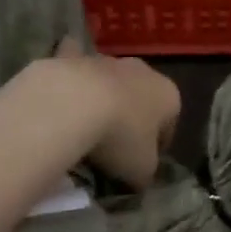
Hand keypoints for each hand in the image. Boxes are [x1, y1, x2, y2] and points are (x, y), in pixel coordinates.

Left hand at [53, 38, 178, 189]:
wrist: (73, 102)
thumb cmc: (120, 137)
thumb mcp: (142, 170)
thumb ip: (146, 172)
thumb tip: (138, 176)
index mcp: (169, 95)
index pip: (169, 125)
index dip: (157, 147)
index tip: (141, 165)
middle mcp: (143, 71)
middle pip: (141, 98)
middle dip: (131, 117)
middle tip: (113, 146)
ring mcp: (107, 60)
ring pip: (109, 82)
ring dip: (102, 99)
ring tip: (84, 129)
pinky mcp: (73, 55)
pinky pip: (75, 67)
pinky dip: (71, 79)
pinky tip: (61, 97)